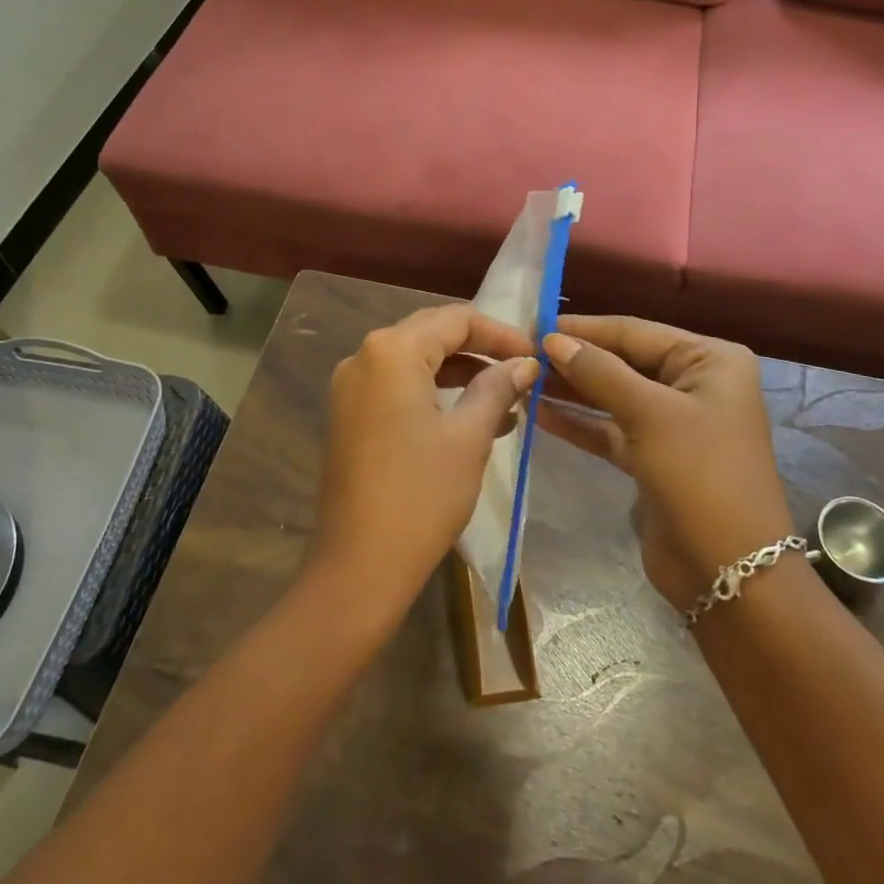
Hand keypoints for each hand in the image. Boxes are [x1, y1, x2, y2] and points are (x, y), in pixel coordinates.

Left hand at [310, 304, 537, 618]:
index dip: (500, 333)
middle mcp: (364, 357)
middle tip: (522, 371)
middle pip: (431, 334)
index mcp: (391, 351)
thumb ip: (497, 388)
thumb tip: (525, 364)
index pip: (455, 319)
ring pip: (415, 362)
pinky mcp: (348, 415)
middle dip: (480, 350)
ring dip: (460, 374)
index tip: (535, 356)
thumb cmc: (421, 495)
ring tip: (505, 401)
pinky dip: (434, 393)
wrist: (358, 565)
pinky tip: (470, 419)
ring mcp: (350, 387)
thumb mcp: (469, 437)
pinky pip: (397, 387)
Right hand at [537, 316, 792, 609]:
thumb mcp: (649, 414)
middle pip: (623, 361)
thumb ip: (599, 372)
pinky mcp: (654, 456)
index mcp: (710, 360)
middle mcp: (694, 383)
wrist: (730, 572)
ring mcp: (674, 421)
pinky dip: (579, 422)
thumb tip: (552, 340)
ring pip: (613, 395)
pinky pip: (610, 428)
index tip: (533, 325)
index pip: (635, 332)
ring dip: (572, 390)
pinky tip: (540, 414)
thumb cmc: (699, 475)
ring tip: (524, 380)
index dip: (583, 329)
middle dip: (575, 360)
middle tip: (522, 354)